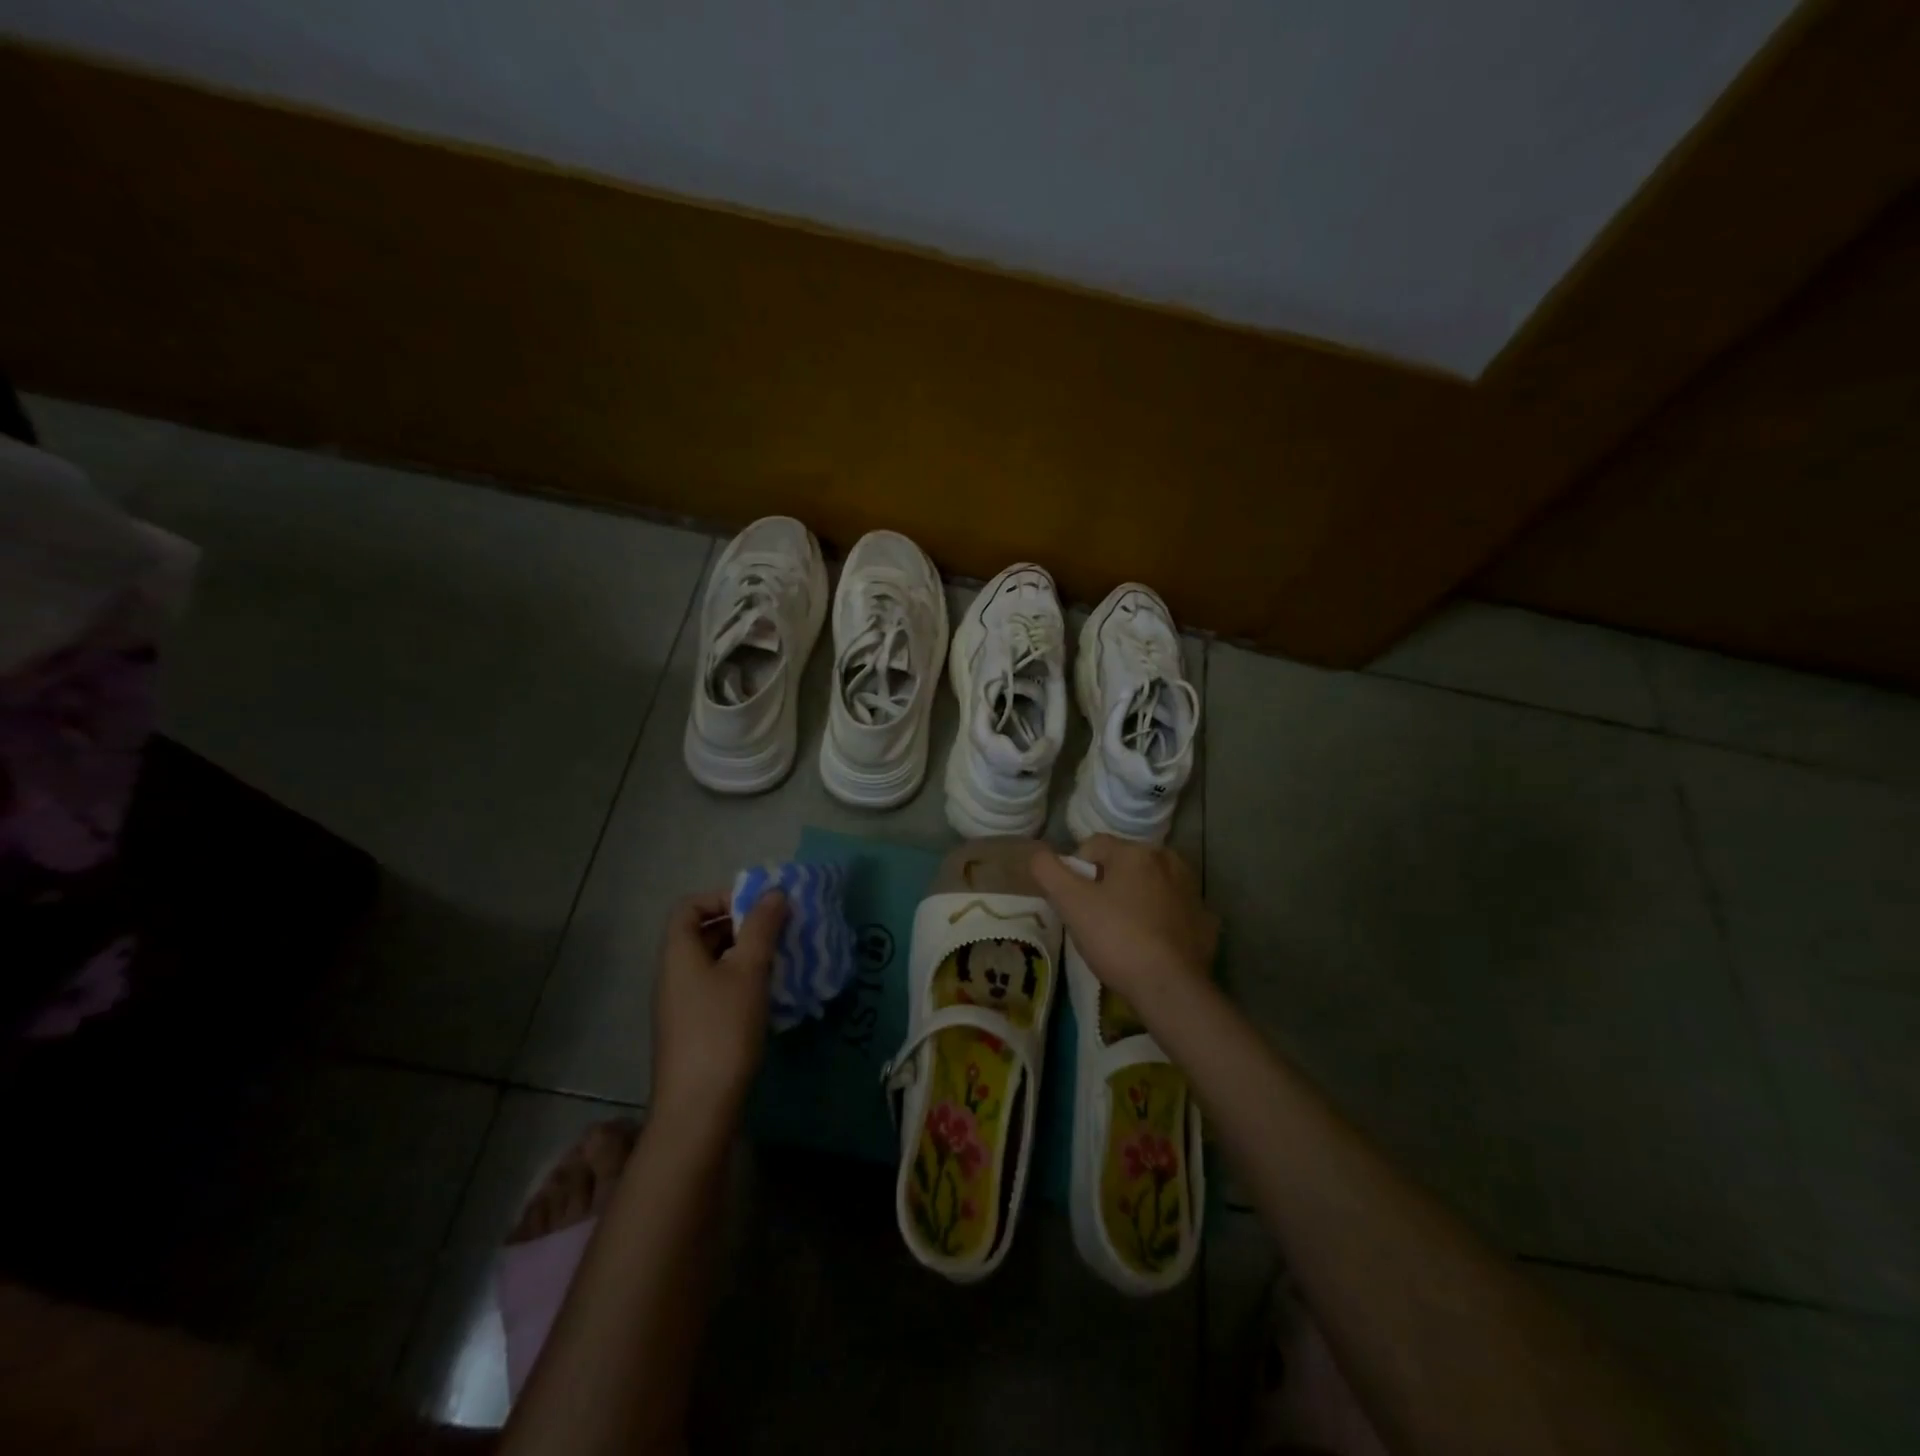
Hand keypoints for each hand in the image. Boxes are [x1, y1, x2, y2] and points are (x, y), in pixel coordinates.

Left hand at [649, 889, 787, 1124]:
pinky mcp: (694, 1029)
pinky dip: (742, 980)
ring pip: (714, 962)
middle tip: (779, 929)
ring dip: (746, 953)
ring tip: (781, 958)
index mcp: (678, 953)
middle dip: (742, 924)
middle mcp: (673, 974)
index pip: (690, 906)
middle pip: (702, 932)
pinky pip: (717, 988)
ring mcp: (682, 1004)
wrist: (699, 1108)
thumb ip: (762, 928)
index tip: (759, 907)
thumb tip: (774, 893)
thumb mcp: (748, 971)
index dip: (722, 897)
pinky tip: (770, 993)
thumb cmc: (722, 1029)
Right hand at [1030, 835, 1216, 1014]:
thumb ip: (1048, 871)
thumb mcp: (1070, 903)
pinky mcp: (1206, 921)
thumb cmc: (1116, 938)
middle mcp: (1169, 861)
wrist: (1170, 987)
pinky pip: (1175, 912)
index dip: (1076, 872)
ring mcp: (1192, 891)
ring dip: (1136, 900)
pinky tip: (1152, 946)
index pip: (1093, 846)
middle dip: (1108, 885)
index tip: (1073, 904)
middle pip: (1124, 865)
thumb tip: (1038, 854)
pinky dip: (1162, 921)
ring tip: (1124, 935)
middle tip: (1096, 921)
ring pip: (1151, 886)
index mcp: (1136, 852)